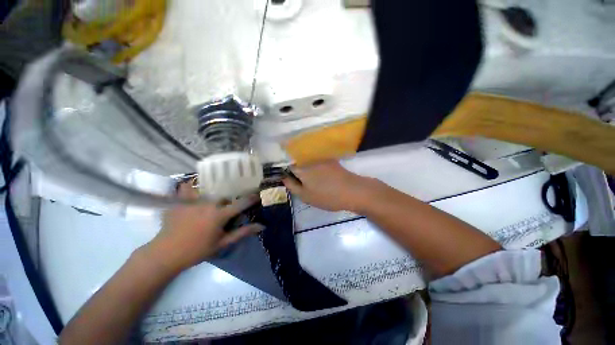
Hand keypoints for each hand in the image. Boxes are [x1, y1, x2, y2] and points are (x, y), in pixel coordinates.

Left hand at [143, 183, 263, 272]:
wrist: (165, 254)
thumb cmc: (197, 251)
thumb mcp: (222, 243)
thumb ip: (242, 233)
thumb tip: (261, 226)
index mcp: (220, 215)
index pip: (241, 203)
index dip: (251, 198)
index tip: (257, 194)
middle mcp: (208, 204)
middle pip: (225, 193)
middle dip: (231, 196)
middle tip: (231, 200)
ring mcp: (193, 201)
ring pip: (208, 188)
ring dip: (214, 189)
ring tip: (215, 191)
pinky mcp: (179, 201)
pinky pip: (185, 187)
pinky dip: (190, 185)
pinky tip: (193, 187)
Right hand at [283, 161, 382, 212]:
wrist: (352, 191)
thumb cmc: (327, 196)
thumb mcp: (305, 196)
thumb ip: (292, 186)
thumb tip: (284, 177)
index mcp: (301, 168)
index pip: (287, 165)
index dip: (286, 172)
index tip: (289, 180)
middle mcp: (310, 159)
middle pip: (297, 161)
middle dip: (296, 170)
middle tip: (300, 182)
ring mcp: (321, 158)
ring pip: (307, 161)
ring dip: (306, 168)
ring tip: (311, 181)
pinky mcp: (330, 160)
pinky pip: (317, 161)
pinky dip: (315, 167)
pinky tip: (320, 177)